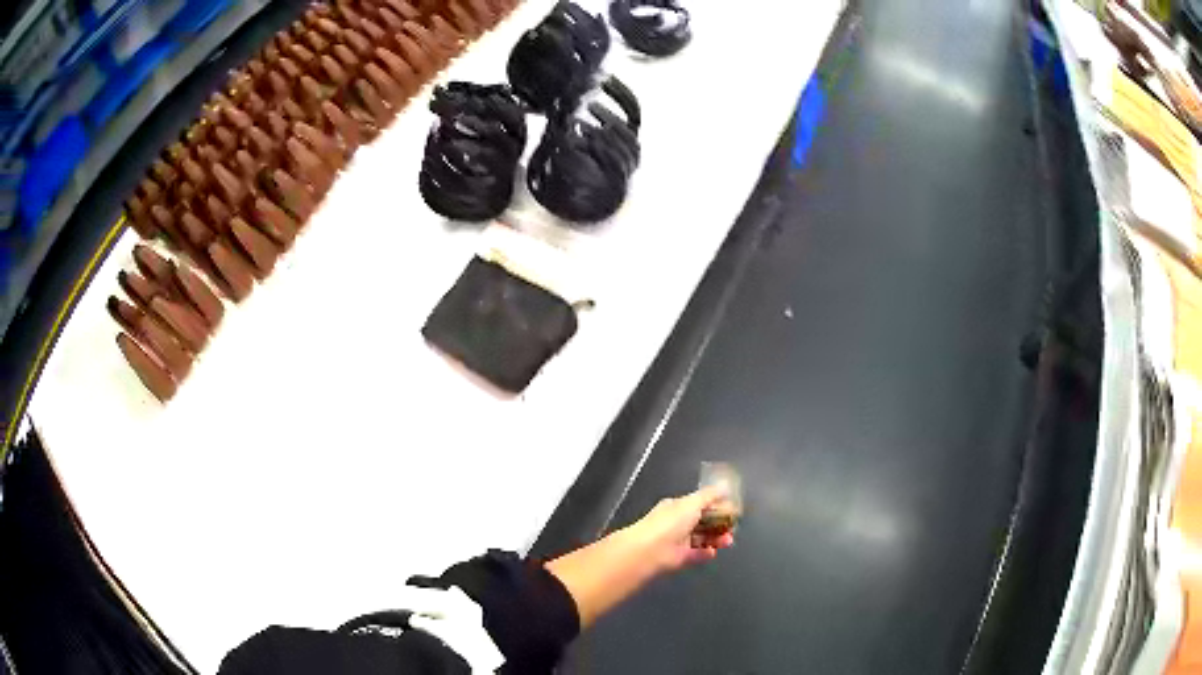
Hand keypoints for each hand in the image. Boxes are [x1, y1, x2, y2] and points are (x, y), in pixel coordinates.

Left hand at [627, 487, 735, 571]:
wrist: (650, 551)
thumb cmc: (670, 522)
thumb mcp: (692, 503)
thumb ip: (710, 495)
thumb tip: (724, 487)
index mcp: (677, 507)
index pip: (700, 504)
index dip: (717, 506)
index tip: (732, 510)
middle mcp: (677, 523)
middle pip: (703, 523)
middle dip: (719, 524)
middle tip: (733, 527)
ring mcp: (678, 541)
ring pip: (702, 538)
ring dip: (716, 539)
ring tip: (728, 541)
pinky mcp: (679, 558)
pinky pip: (696, 554)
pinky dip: (706, 553)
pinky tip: (713, 552)